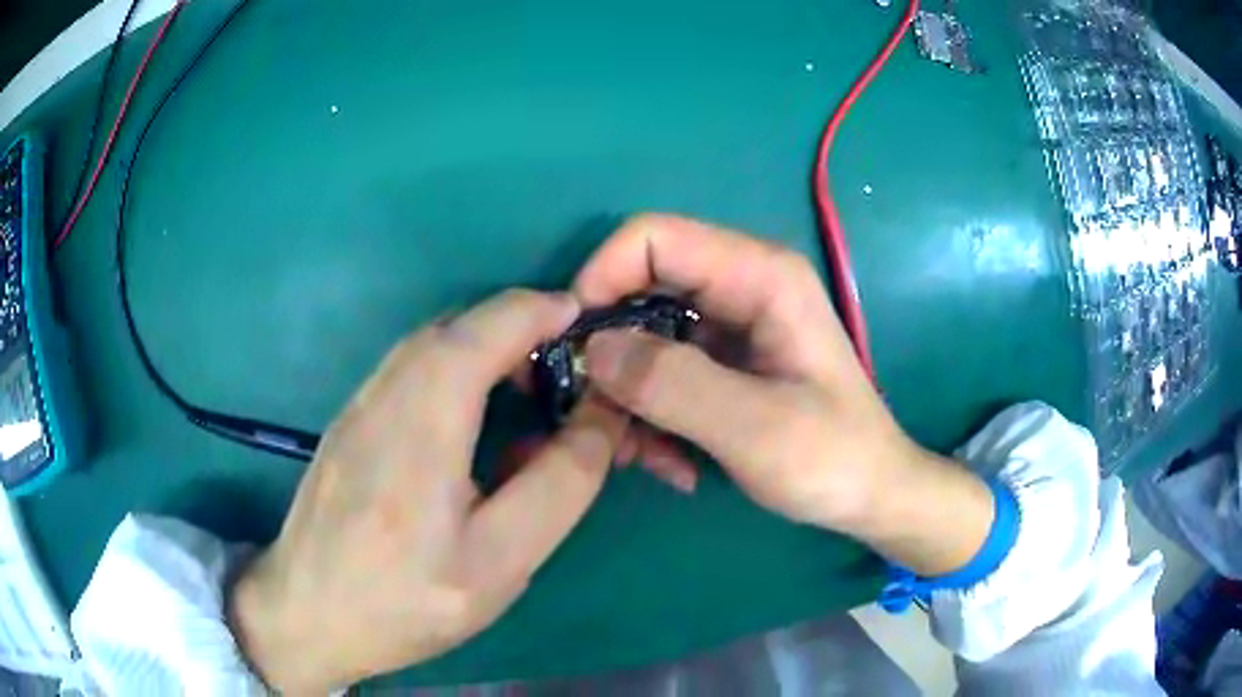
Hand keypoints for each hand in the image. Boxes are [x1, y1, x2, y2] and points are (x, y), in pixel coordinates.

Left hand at [228, 290, 626, 692]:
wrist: (306, 615)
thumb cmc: (405, 602)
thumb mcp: (499, 562)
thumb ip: (558, 486)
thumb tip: (599, 419)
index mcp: (420, 426)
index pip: (486, 331)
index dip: (540, 311)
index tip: (585, 322)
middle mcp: (382, 395)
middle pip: (455, 325)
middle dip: (517, 325)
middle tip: (563, 366)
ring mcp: (357, 405)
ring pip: (428, 342)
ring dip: (484, 343)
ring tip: (526, 387)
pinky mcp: (349, 422)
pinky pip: (409, 368)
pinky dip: (454, 365)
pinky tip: (470, 418)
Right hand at [575, 214, 994, 575]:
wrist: (871, 494)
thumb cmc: (832, 459)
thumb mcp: (756, 429)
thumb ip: (674, 385)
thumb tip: (593, 350)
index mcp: (760, 277)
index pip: (652, 237)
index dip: (600, 278)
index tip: (573, 348)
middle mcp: (740, 287)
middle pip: (638, 288)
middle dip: (609, 354)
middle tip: (597, 418)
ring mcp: (730, 326)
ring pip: (642, 338)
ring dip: (630, 399)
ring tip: (648, 460)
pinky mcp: (723, 362)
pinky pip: (661, 373)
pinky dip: (652, 416)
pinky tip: (674, 465)